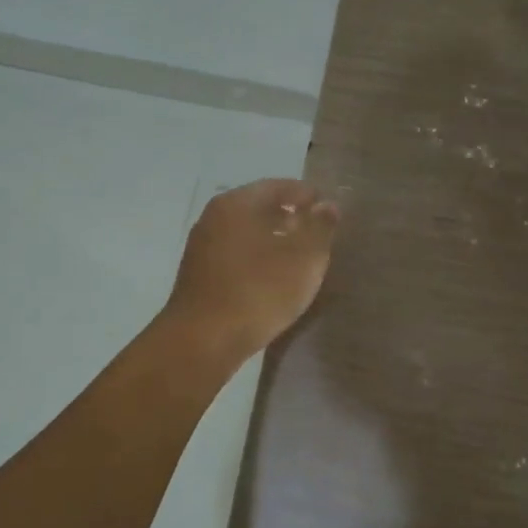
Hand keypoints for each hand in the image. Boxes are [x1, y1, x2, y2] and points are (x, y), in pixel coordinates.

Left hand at [163, 179, 339, 363]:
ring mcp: (202, 246)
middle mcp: (214, 217)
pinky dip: (257, 258)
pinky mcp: (198, 274)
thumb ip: (320, 228)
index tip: (328, 209)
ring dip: (273, 239)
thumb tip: (327, 205)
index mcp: (237, 203)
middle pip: (259, 207)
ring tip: (299, 257)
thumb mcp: (304, 258)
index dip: (307, 195)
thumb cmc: (259, 291)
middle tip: (317, 233)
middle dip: (290, 217)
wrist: (203, 341)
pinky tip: (272, 277)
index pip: (279, 186)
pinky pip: (235, 254)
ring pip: (246, 232)